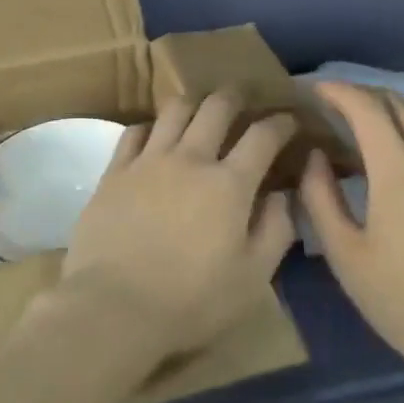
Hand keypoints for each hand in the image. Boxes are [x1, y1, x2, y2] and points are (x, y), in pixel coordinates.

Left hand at [61, 91, 297, 360]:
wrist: (114, 305)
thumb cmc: (191, 301)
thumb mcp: (252, 279)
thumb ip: (275, 231)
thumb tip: (283, 195)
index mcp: (229, 184)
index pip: (262, 136)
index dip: (281, 123)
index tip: (290, 120)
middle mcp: (190, 158)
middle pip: (217, 107)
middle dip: (236, 97)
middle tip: (244, 99)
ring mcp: (149, 159)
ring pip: (175, 109)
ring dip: (194, 103)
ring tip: (200, 109)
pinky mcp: (116, 169)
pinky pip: (135, 131)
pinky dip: (151, 127)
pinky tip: (155, 136)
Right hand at [299, 83, 403, 384]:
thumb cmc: (400, 299)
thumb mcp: (343, 253)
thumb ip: (319, 196)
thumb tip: (315, 155)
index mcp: (396, 169)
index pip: (364, 107)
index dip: (337, 90)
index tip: (314, 90)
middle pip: (396, 103)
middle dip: (362, 95)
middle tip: (335, 106)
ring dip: (396, 107)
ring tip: (373, 121)